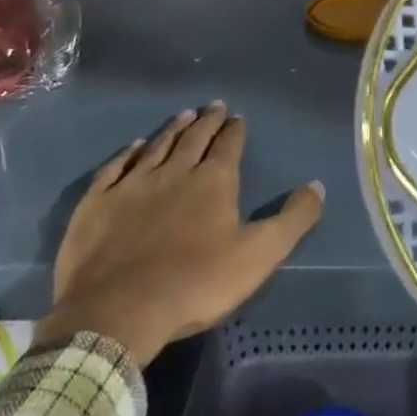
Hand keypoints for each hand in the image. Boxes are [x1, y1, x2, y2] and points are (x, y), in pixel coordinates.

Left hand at [35, 103, 324, 367]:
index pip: (228, 146)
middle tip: (214, 105)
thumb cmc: (196, 283)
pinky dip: (127, 154)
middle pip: (194, 139)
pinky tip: (133, 146)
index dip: (235, 130)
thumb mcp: (259, 255)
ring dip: (172, 130)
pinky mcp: (98, 203)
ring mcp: (132, 185)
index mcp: (214, 182)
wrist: (118, 310)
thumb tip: (318, 185)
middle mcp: (175, 172)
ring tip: (183, 115)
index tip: (238, 117)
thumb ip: (293, 219)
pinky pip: (115, 168)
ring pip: (157, 147)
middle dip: (207, 121)